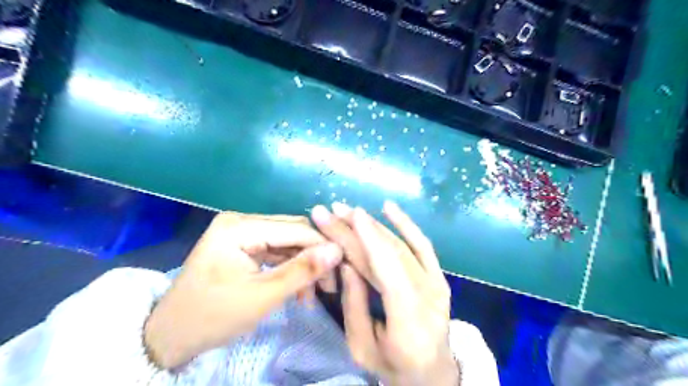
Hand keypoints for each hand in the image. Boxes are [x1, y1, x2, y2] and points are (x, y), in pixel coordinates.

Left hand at [143, 213, 342, 369]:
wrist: (171, 335)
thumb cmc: (213, 316)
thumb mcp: (263, 296)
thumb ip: (302, 271)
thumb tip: (338, 250)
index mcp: (240, 227)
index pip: (295, 229)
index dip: (322, 246)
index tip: (342, 268)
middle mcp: (241, 220)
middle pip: (292, 232)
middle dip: (313, 257)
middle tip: (328, 285)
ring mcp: (241, 231)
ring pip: (287, 242)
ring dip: (302, 265)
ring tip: (312, 294)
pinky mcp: (242, 243)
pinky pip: (275, 250)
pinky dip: (289, 267)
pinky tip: (297, 288)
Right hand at [312, 202, 455, 385]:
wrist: (432, 373)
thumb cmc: (393, 365)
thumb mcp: (361, 347)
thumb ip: (354, 304)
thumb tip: (346, 262)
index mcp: (409, 323)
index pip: (388, 272)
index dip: (368, 240)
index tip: (347, 215)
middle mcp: (429, 298)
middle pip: (390, 254)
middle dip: (358, 230)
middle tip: (333, 210)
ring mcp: (438, 284)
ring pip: (402, 245)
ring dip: (374, 225)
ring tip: (348, 210)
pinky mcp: (439, 276)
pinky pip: (422, 245)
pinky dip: (405, 224)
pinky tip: (388, 207)